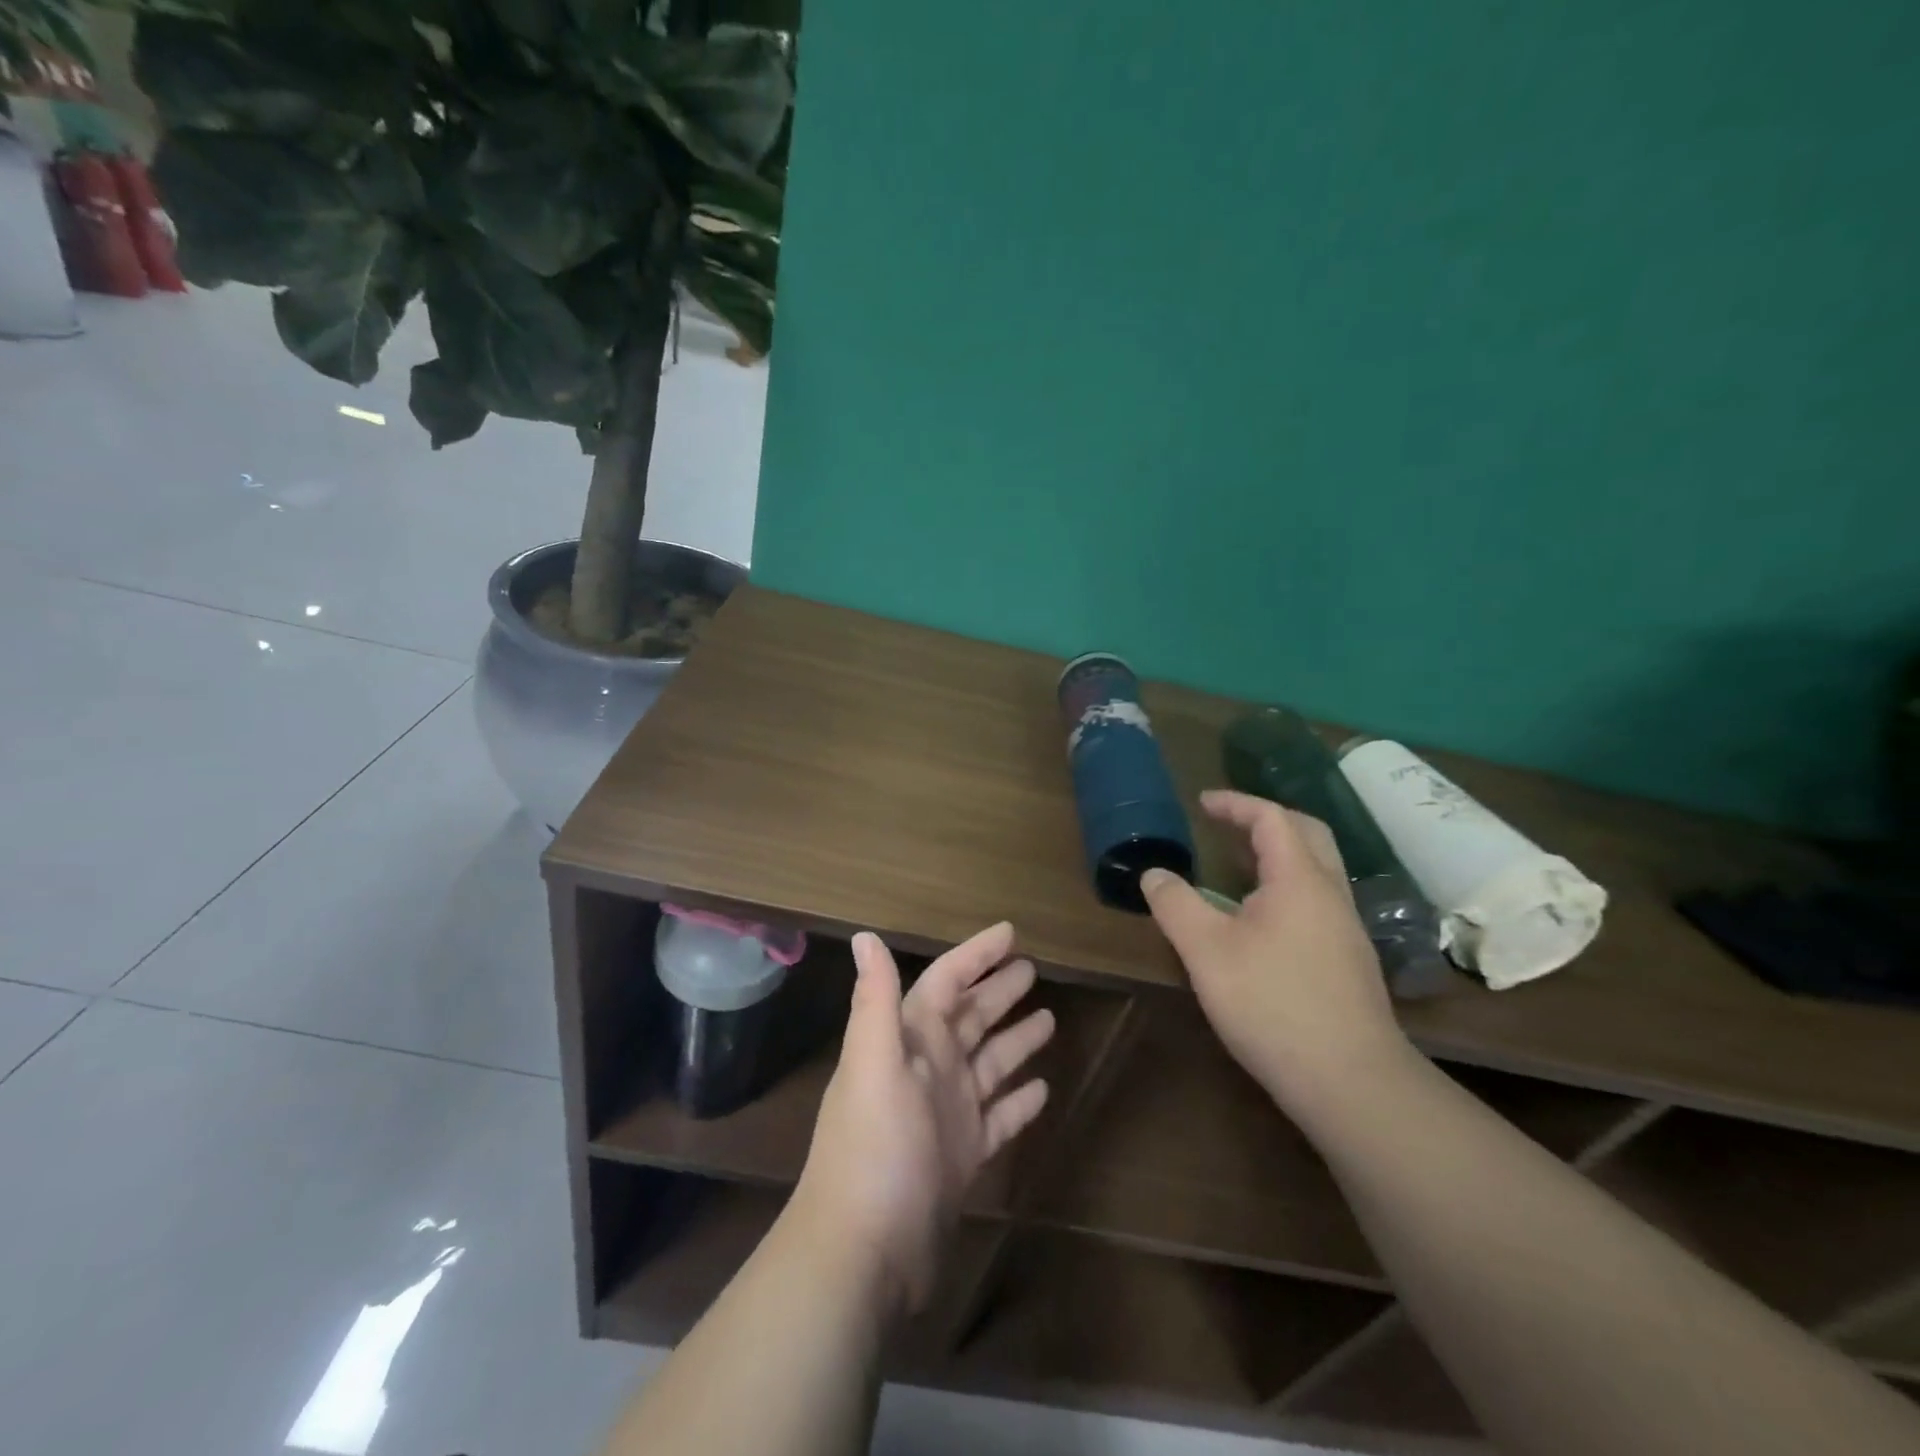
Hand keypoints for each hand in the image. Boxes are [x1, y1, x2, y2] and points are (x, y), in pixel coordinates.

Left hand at [793, 922, 1053, 1317]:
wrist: (864, 1255)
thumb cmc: (874, 1149)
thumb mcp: (873, 1066)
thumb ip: (874, 1000)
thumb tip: (864, 936)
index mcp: (908, 1043)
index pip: (946, 983)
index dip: (976, 956)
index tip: (1011, 934)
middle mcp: (928, 1071)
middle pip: (970, 1018)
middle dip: (998, 992)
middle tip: (1034, 969)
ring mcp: (946, 1115)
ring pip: (988, 1065)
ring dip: (1014, 1040)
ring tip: (1049, 1019)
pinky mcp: (962, 1158)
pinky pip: (997, 1118)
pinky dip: (1018, 1102)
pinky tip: (1043, 1089)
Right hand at [1141, 789, 1409, 1108]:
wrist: (1351, 1080)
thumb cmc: (1272, 1004)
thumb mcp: (1206, 951)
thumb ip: (1176, 905)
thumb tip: (1154, 873)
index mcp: (1299, 879)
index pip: (1271, 818)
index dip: (1235, 804)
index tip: (1202, 803)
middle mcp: (1330, 893)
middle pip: (1306, 833)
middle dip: (1265, 820)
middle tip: (1226, 826)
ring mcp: (1346, 928)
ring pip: (1316, 869)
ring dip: (1278, 854)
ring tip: (1236, 867)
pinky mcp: (1349, 959)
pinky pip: (1317, 899)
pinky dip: (1287, 886)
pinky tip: (1261, 920)